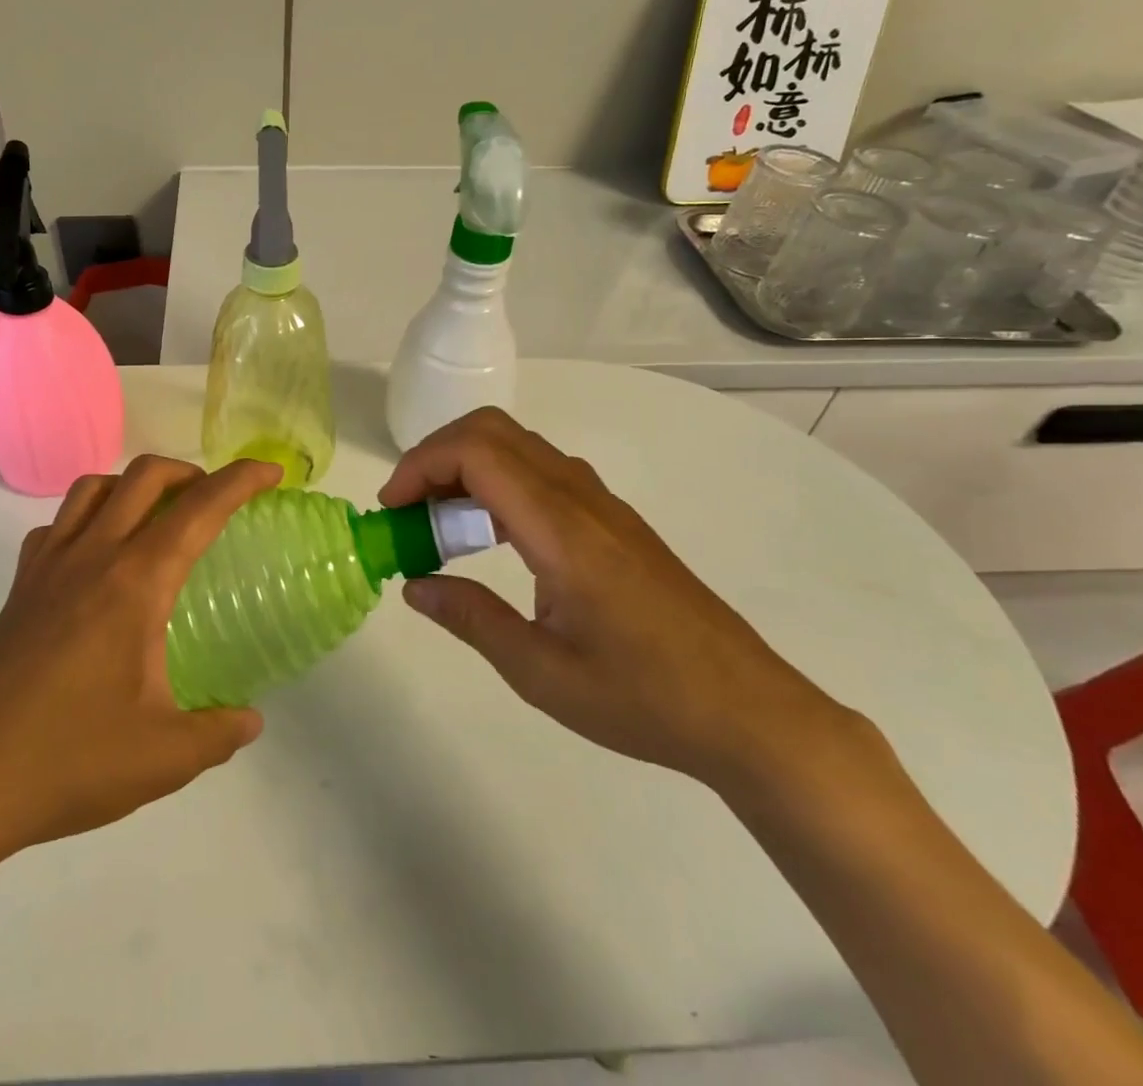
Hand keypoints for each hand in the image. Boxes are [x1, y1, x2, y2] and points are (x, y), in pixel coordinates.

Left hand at [0, 455, 277, 880]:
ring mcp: (46, 568)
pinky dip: (87, 518)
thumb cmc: (66, 762)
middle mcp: (91, 556)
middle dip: (189, 471)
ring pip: (94, 488)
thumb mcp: (163, 757)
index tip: (271, 472)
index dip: (240, 480)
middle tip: (215, 499)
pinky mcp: (18, 590)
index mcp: (135, 583)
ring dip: (134, 485)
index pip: (199, 509)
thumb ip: (218, 733)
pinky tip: (96, 560)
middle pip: (144, 476)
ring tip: (157, 518)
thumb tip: (249, 720)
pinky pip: (56, 526)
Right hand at [379, 408, 854, 790]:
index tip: (392, 511)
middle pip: (492, 431)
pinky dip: (496, 483)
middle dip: (435, 456)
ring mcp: (601, 504)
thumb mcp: (542, 672)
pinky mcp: (613, 520)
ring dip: (465, 468)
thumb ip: (472, 619)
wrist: (751, 712)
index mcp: (560, 530)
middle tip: (407, 511)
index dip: (420, 466)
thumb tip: (414, 585)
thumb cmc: (645, 697)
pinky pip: (540, 472)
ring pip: (517, 446)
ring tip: (439, 526)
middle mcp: (580, 499)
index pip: (476, 453)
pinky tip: (489, 537)